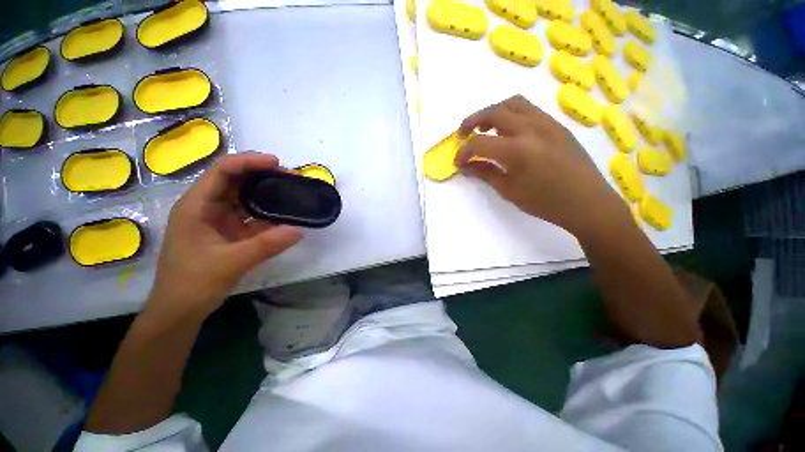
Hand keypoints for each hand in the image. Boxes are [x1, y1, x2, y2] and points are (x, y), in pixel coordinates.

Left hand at [148, 152, 302, 318]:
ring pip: (244, 197)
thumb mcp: (230, 263)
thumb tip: (299, 230)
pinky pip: (250, 216)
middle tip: (290, 177)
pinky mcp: (228, 232)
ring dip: (266, 193)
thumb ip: (266, 246)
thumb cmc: (193, 284)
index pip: (222, 171)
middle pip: (235, 180)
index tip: (277, 163)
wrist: (179, 310)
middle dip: (262, 175)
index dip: (249, 162)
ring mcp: (217, 220)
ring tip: (291, 191)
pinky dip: (267, 213)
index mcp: (196, 206)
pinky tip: (284, 214)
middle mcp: (206, 207)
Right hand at [455, 95, 626, 237]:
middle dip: (472, 121)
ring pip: (513, 103)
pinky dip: (511, 114)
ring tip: (485, 128)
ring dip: (493, 112)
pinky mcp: (557, 124)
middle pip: (494, 111)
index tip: (458, 161)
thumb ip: (485, 173)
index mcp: (518, 150)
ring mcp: (547, 122)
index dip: (464, 152)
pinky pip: (529, 109)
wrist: (588, 202)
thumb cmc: (546, 202)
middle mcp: (532, 128)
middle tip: (463, 134)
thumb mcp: (509, 191)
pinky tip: (508, 132)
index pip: (480, 142)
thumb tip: (466, 165)